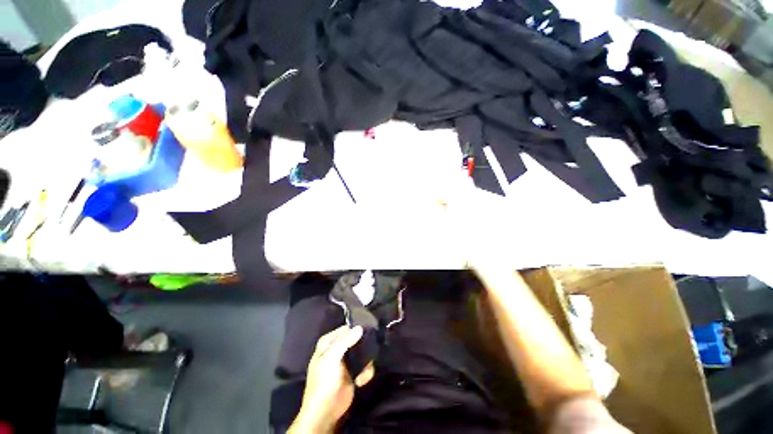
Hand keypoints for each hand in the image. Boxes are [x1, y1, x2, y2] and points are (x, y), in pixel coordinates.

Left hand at [289, 326, 375, 432]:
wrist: (326, 412)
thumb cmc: (324, 381)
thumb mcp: (331, 358)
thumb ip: (345, 341)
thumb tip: (360, 327)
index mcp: (327, 344)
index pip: (342, 330)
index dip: (352, 328)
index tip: (364, 328)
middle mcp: (337, 351)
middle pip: (354, 340)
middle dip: (363, 344)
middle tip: (370, 347)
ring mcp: (346, 363)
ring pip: (362, 352)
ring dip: (366, 360)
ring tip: (364, 369)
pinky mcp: (354, 374)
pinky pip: (365, 366)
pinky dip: (366, 372)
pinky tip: (361, 380)